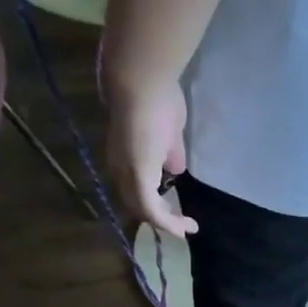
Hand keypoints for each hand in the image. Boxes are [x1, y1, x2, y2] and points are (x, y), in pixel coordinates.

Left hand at [103, 73, 194, 237]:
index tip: (176, 206)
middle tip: (183, 224)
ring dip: (167, 222)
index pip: (136, 186)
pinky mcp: (139, 178)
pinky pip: (153, 211)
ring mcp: (128, 174)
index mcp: (125, 154)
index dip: (154, 199)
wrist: (142, 79)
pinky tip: (186, 227)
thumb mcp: (170, 132)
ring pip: (145, 210)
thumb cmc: (157, 96)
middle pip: (138, 203)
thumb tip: (176, 168)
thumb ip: (171, 153)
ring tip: (187, 227)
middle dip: (161, 216)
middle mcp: (121, 167)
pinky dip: (169, 223)